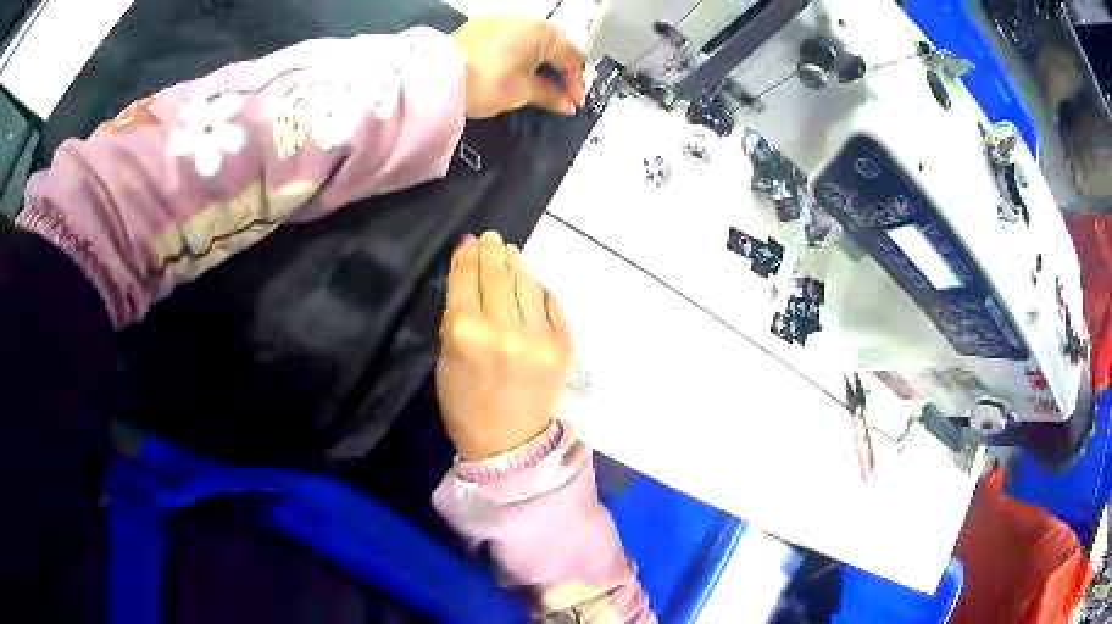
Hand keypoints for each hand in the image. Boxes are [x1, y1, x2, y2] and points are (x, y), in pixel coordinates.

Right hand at [436, 231, 571, 459]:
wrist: (509, 443)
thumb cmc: (466, 406)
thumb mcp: (446, 360)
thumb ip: (457, 318)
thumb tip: (468, 281)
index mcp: (466, 334)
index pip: (465, 280)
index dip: (466, 257)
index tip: (469, 241)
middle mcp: (504, 329)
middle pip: (498, 275)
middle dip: (492, 252)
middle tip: (490, 238)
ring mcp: (538, 336)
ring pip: (527, 283)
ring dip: (516, 264)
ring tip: (509, 252)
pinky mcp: (562, 344)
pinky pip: (550, 303)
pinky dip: (538, 290)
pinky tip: (530, 282)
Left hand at [451, 14, 586, 118]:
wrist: (436, 78)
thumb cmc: (485, 82)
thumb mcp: (523, 92)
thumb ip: (550, 95)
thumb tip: (565, 103)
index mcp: (544, 33)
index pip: (572, 58)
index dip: (575, 84)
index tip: (573, 103)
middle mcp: (525, 19)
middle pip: (554, 45)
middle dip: (559, 71)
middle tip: (559, 95)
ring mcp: (502, 19)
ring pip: (532, 39)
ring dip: (539, 61)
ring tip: (537, 84)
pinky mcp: (482, 25)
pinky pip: (511, 37)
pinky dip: (519, 53)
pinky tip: (515, 70)